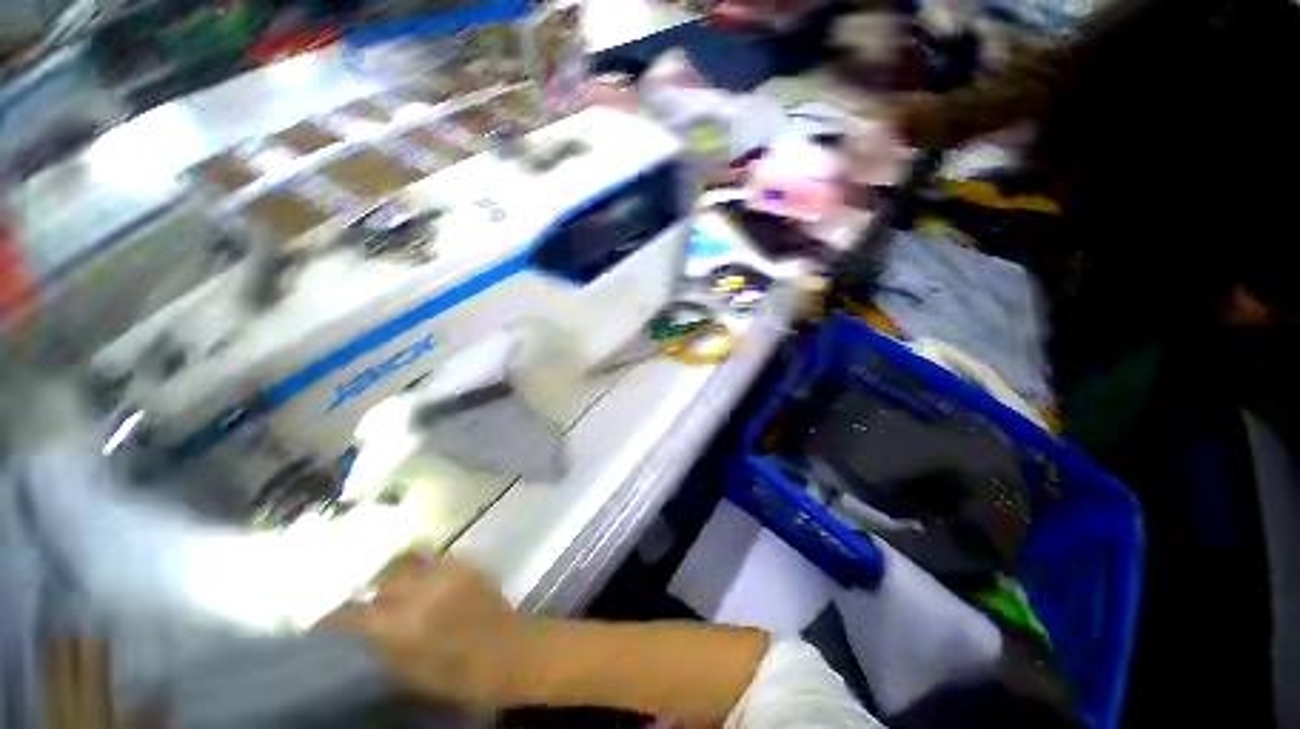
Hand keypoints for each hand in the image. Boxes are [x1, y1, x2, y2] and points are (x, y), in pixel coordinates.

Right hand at [328, 558, 538, 708]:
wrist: (511, 651)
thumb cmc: (460, 675)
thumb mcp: (410, 673)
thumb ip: (383, 646)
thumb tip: (363, 628)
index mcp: (405, 624)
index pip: (357, 613)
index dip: (337, 616)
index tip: (324, 618)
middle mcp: (425, 590)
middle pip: (384, 581)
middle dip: (372, 591)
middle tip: (368, 601)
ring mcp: (450, 572)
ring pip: (411, 565)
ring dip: (399, 577)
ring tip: (395, 589)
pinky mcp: (469, 564)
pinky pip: (437, 560)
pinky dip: (426, 569)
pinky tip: (425, 581)